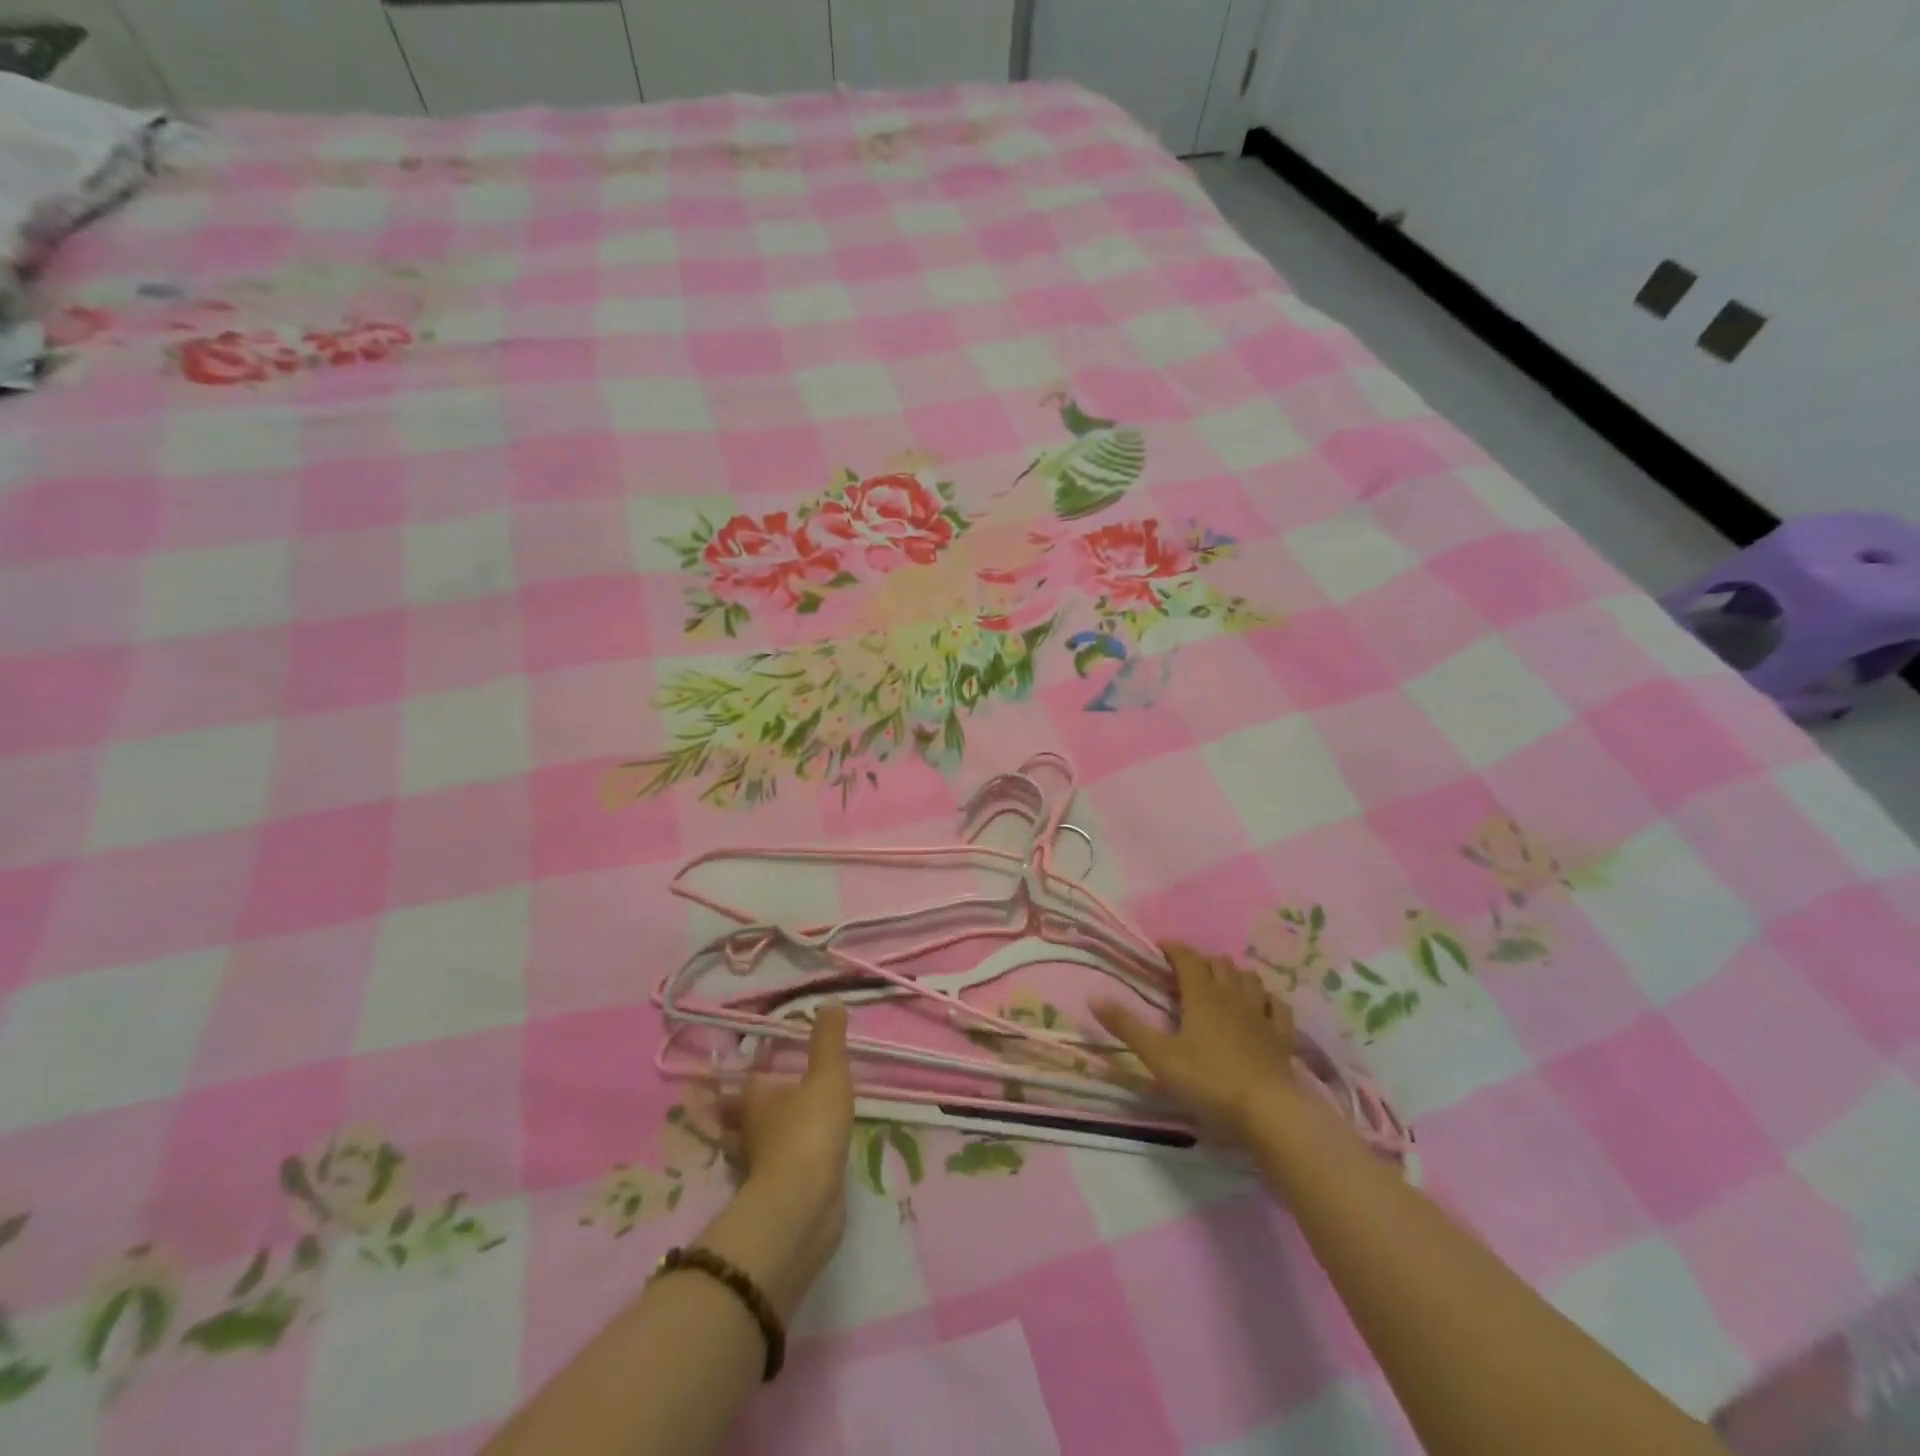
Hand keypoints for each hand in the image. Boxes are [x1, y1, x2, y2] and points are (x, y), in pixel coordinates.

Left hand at [701, 1005, 855, 1315]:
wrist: (805, 1204)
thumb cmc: (809, 1129)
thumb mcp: (827, 1075)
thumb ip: (829, 1041)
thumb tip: (830, 1001)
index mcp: (753, 1100)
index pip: (742, 1085)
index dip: (746, 1077)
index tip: (752, 1070)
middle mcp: (747, 1133)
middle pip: (739, 1118)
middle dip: (744, 1111)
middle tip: (758, 1099)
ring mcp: (758, 1168)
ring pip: (753, 1147)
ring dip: (761, 1140)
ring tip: (779, 1129)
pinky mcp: (774, 1197)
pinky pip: (774, 1172)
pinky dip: (781, 1165)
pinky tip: (797, 1162)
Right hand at [1094, 941, 1298, 1143]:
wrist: (1268, 1112)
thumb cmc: (1208, 1080)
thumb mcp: (1159, 1056)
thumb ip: (1127, 1026)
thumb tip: (1093, 996)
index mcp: (1202, 995)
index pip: (1187, 957)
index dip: (1173, 948)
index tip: (1159, 949)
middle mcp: (1233, 995)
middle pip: (1219, 964)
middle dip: (1202, 962)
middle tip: (1185, 975)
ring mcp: (1262, 1015)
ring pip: (1250, 979)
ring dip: (1234, 976)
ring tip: (1221, 986)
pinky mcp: (1282, 1037)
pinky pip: (1278, 1007)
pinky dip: (1266, 1001)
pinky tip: (1261, 1008)